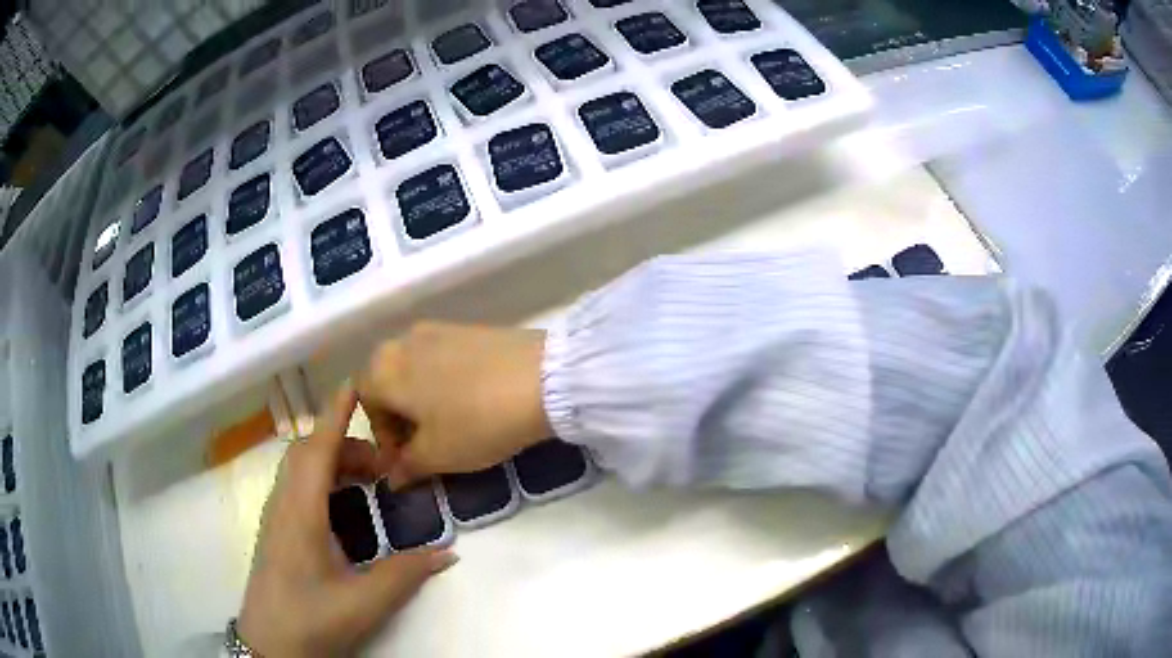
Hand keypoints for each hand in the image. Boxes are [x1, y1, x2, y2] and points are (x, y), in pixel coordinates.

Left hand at [238, 387, 455, 657]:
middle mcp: (283, 505)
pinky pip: (296, 484)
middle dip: (343, 441)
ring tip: (368, 479)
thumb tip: (447, 553)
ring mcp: (275, 517)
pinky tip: (343, 505)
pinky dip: (320, 477)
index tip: (355, 385)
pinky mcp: (275, 530)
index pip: (316, 449)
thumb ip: (404, 575)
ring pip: (299, 467)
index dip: (335, 414)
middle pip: (306, 452)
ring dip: (331, 459)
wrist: (268, 645)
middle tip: (383, 460)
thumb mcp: (363, 604)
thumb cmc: (310, 620)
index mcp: (301, 514)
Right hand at [357, 322, 549, 483]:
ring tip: (449, 421)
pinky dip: (443, 379)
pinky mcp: (469, 327)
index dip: (381, 433)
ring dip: (420, 396)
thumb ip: (408, 466)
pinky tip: (471, 399)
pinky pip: (441, 356)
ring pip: (413, 367)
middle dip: (398, 413)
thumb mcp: (438, 455)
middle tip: (424, 441)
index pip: (365, 401)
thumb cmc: (477, 422)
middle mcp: (403, 341)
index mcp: (384, 370)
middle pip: (386, 379)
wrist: (543, 379)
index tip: (406, 457)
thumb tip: (393, 478)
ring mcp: (437, 329)